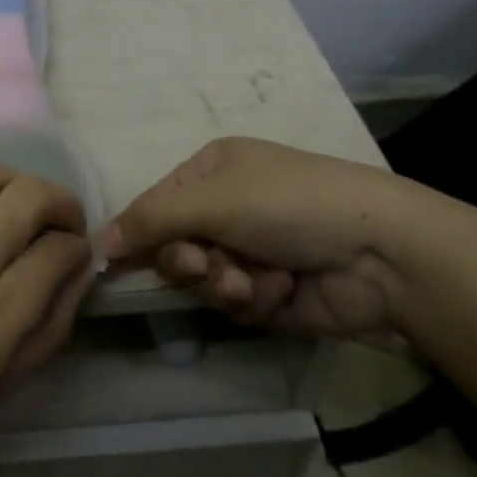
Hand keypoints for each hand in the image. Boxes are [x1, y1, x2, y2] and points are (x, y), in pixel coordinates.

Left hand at [0, 145, 95, 476]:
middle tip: (62, 219)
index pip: (55, 255)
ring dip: (11, 178)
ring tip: (18, 197)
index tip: (77, 250)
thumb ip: (50, 326)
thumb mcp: (3, 387)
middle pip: (25, 201)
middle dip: (59, 201)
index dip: (78, 246)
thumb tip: (80, 268)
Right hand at [100, 137, 408, 338]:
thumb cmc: (286, 203)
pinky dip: (255, 299)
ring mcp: (250, 250)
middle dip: (188, 260)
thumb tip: (97, 240)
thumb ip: (150, 220)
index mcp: (211, 171)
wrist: (378, 251)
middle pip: (175, 246)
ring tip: (252, 281)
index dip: (139, 231)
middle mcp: (226, 208)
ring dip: (224, 283)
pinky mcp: (272, 292)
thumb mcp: (211, 200)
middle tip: (202, 265)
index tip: (116, 260)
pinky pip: (237, 305)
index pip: (156, 203)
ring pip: (204, 280)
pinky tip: (282, 288)